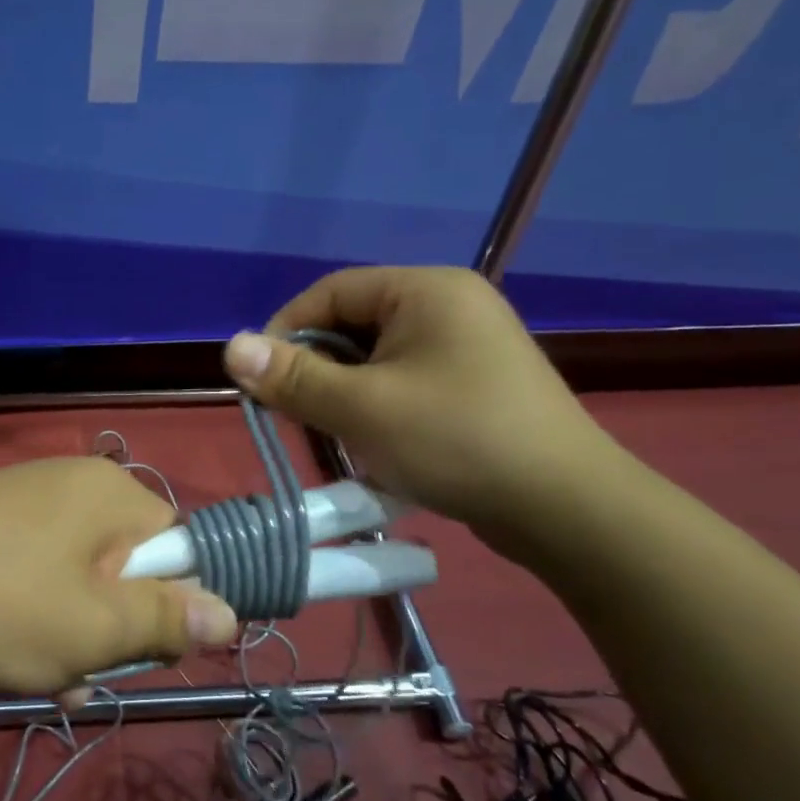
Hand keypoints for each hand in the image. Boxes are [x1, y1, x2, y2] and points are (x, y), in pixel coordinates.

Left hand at [0, 458, 239, 694]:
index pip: (178, 547)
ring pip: (77, 577)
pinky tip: (4, 655)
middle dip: (112, 627)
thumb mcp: (93, 628)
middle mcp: (74, 483)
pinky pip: (34, 571)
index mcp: (112, 493)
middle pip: (125, 565)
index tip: (139, 649)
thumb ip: (167, 620)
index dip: (167, 604)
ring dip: (70, 632)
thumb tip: (231, 612)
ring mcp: (25, 498)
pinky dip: (31, 614)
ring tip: (38, 675)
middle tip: (79, 669)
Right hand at [222, 266, 614, 538]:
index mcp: (426, 290)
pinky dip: (376, 408)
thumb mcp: (362, 408)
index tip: (259, 379)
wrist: (567, 510)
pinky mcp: (474, 385)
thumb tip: (231, 346)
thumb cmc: (457, 441)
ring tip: (332, 435)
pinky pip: (404, 383)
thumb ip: (293, 377)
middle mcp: (448, 306)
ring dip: (343, 394)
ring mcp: (466, 347)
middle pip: (352, 325)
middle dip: (315, 370)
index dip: (285, 331)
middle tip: (293, 415)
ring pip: (375, 360)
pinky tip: (371, 445)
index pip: (330, 292)